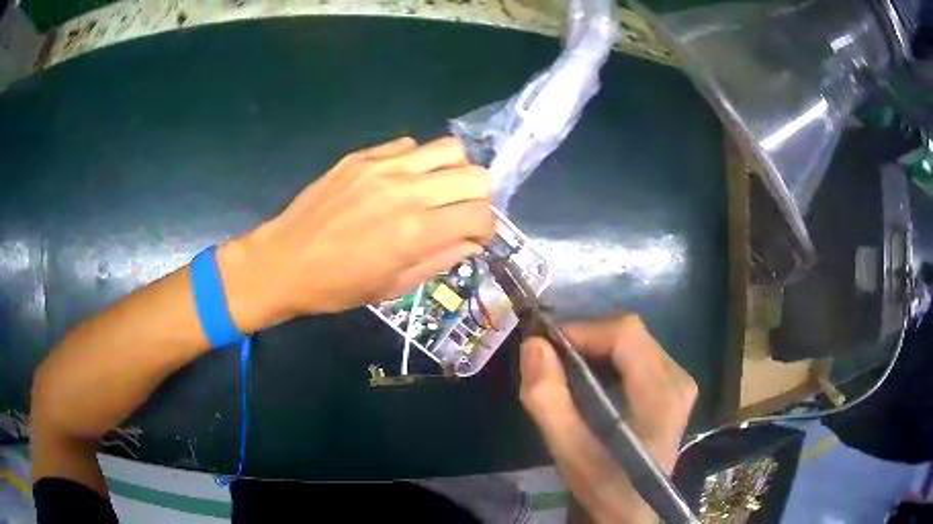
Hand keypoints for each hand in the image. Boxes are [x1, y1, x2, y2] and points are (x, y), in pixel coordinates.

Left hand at [219, 136, 494, 330]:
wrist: (284, 261)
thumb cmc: (338, 286)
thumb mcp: (395, 286)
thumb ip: (441, 259)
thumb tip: (471, 241)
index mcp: (416, 231)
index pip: (481, 214)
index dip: (487, 228)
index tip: (474, 237)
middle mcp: (407, 190)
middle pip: (476, 175)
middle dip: (479, 198)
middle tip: (460, 213)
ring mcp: (383, 166)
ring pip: (449, 149)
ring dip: (453, 172)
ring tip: (436, 190)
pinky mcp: (362, 156)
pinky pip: (408, 145)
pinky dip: (417, 161)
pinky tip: (400, 181)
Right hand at [519, 315, 696, 523]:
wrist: (635, 510)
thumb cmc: (604, 485)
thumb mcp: (568, 450)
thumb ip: (548, 399)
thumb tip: (533, 345)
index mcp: (661, 395)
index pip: (626, 334)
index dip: (584, 330)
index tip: (547, 348)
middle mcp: (678, 379)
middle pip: (630, 334)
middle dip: (586, 340)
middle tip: (552, 362)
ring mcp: (680, 382)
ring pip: (633, 342)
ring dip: (596, 349)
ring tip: (567, 373)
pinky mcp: (673, 388)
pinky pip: (638, 355)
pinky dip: (608, 359)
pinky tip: (591, 383)